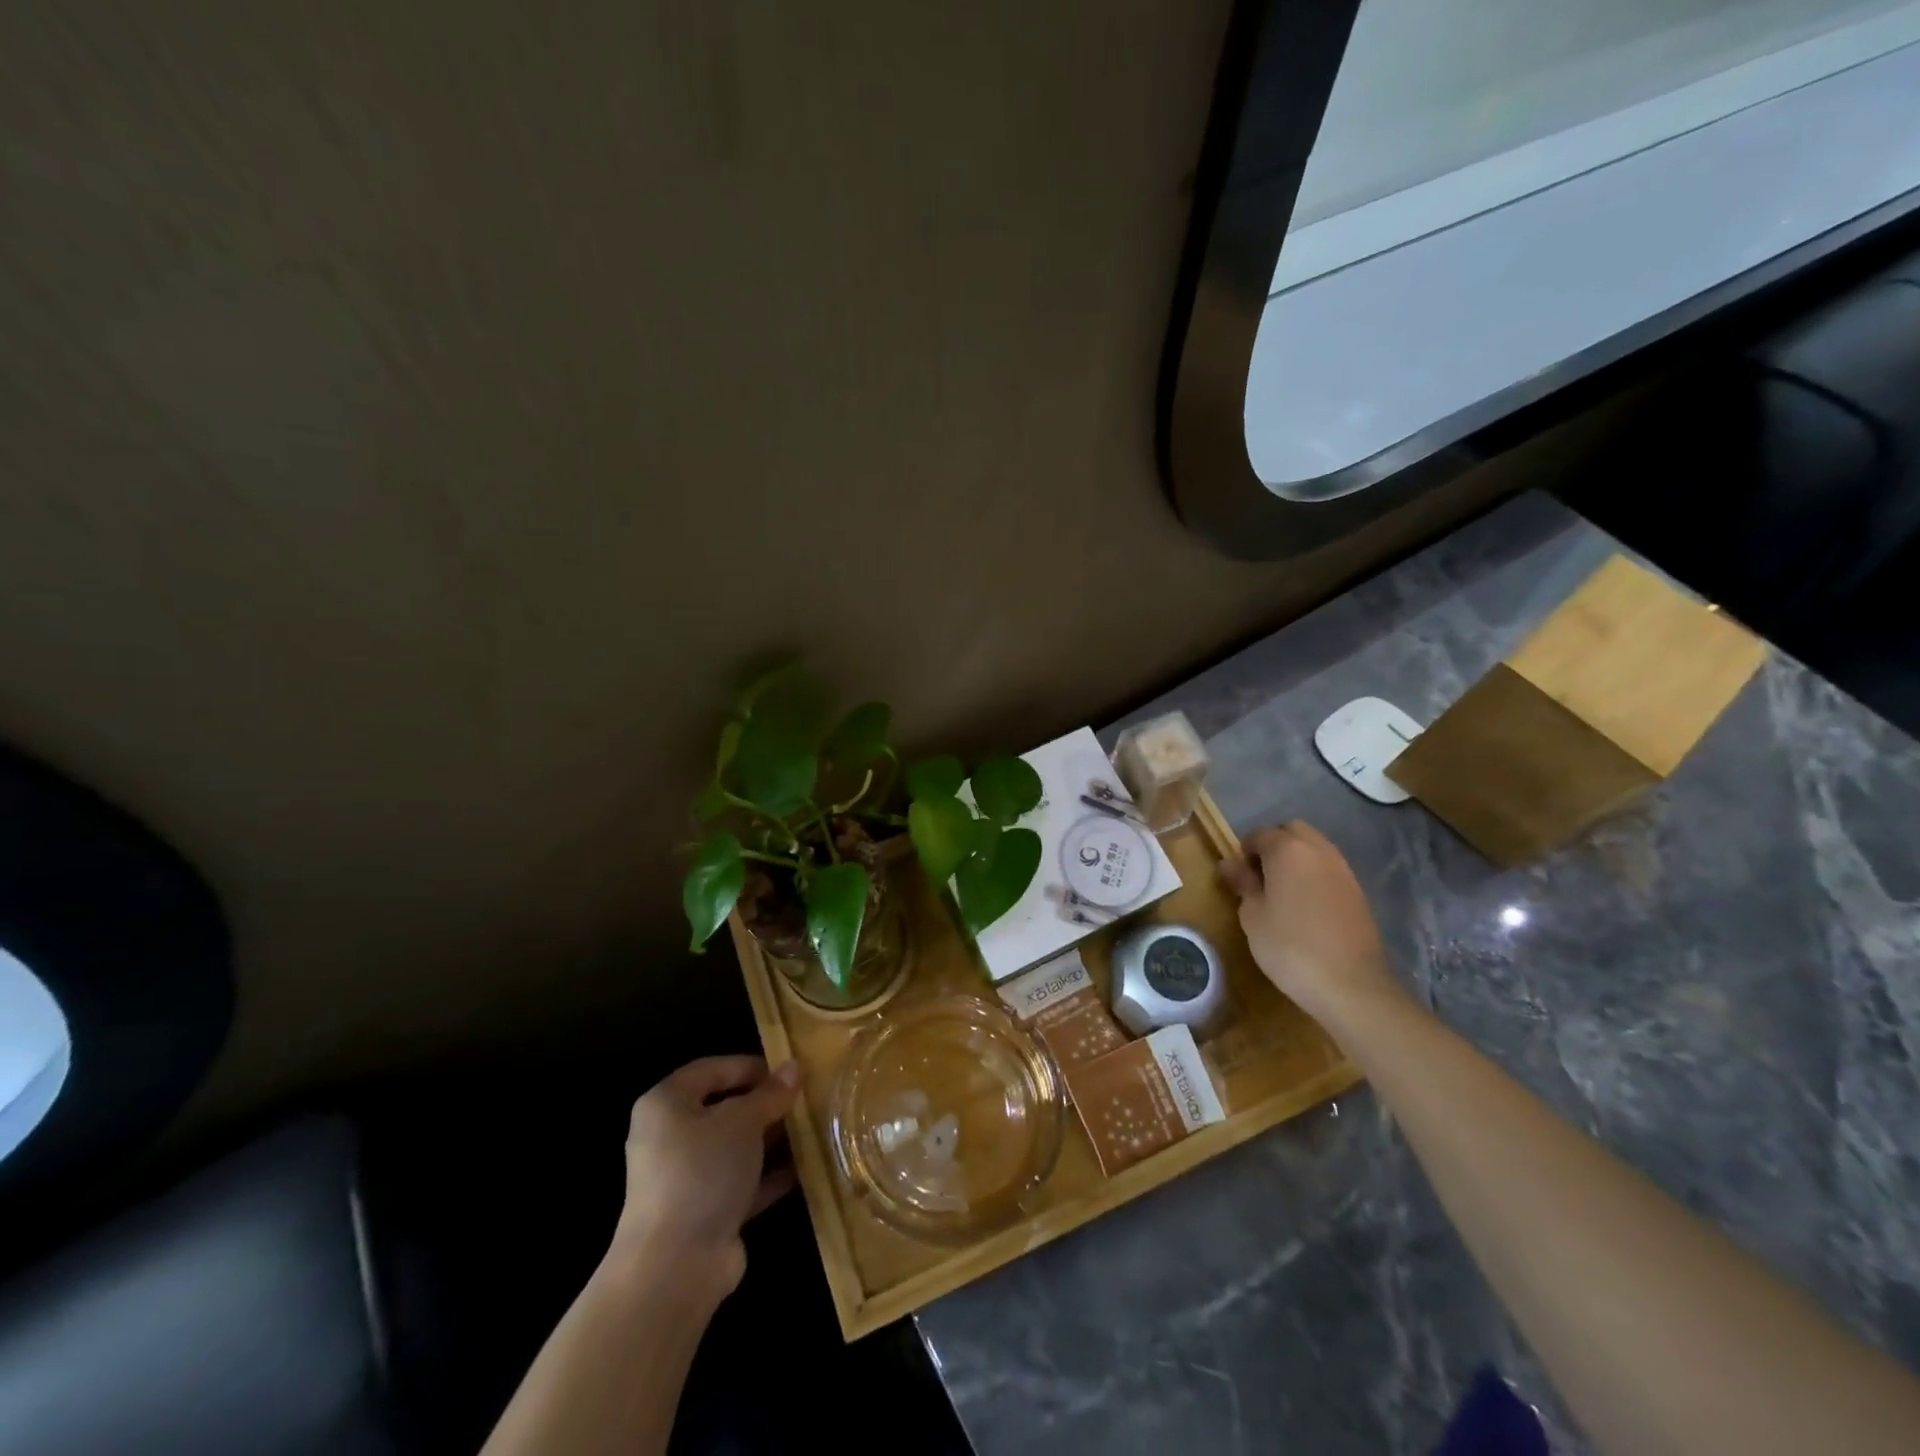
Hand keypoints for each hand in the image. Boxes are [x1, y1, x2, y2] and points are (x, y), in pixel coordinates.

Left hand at [609, 1056, 800, 1297]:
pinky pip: (740, 1183)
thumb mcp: (743, 1121)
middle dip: (765, 1105)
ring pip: (734, 1148)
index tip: (787, 1071)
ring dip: (770, 1140)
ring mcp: (685, 1179)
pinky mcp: (703, 1213)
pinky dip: (768, 1175)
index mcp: (666, 1104)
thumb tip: (792, 1067)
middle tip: (803, 1099)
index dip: (750, 1066)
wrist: (675, 1267)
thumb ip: (770, 1094)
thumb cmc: (703, 1171)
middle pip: (723, 1109)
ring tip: (811, 1129)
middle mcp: (669, 1137)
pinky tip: (803, 1168)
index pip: (710, 1069)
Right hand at [1218, 821, 1405, 1026]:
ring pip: (1314, 848)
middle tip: (1261, 878)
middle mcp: (1318, 850)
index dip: (1245, 851)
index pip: (1260, 834)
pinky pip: (1330, 869)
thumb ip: (1243, 883)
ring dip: (1297, 859)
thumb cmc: (1290, 946)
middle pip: (1292, 831)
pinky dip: (1315, 876)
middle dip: (1274, 845)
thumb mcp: (1253, 916)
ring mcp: (1343, 870)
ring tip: (1283, 893)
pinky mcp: (1358, 891)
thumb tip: (1229, 864)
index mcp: (1288, 850)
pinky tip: (1306, 907)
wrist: (1351, 984)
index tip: (1238, 877)